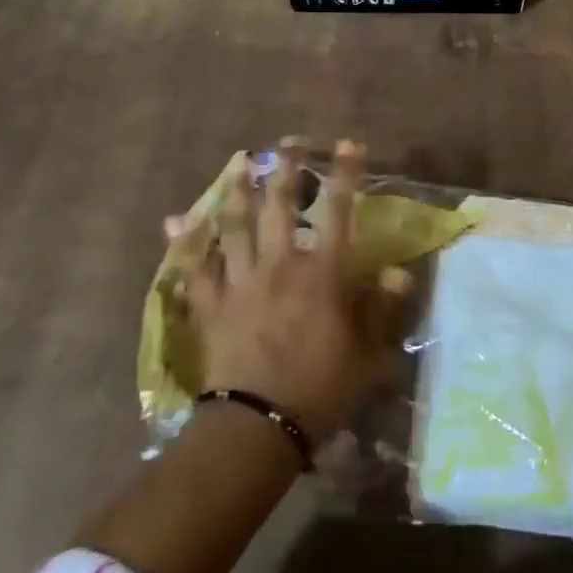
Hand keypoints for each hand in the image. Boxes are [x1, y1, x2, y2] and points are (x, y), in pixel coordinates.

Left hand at [177, 140, 398, 444]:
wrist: (258, 427)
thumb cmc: (320, 390)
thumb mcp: (367, 354)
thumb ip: (381, 309)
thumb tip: (400, 272)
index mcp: (321, 273)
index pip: (338, 212)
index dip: (345, 175)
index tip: (349, 145)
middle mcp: (280, 265)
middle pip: (280, 207)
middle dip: (284, 171)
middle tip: (284, 145)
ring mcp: (241, 282)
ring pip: (235, 227)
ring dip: (236, 193)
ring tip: (237, 165)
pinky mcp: (211, 305)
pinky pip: (193, 268)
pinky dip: (184, 244)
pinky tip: (172, 222)